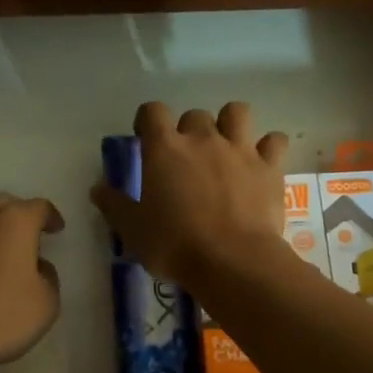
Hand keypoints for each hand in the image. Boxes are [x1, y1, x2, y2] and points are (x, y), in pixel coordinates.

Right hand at [89, 102, 289, 285]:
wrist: (232, 261)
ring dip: (230, 124)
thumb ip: (114, 205)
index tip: (146, 138)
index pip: (152, 111)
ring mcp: (239, 149)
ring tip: (227, 146)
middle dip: (189, 130)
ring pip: (237, 112)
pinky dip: (269, 147)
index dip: (147, 120)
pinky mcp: (269, 167)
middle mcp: (202, 138)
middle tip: (187, 158)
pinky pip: (274, 141)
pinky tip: (262, 162)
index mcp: (164, 148)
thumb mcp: (132, 230)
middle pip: (194, 114)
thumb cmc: (174, 245)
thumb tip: (97, 189)